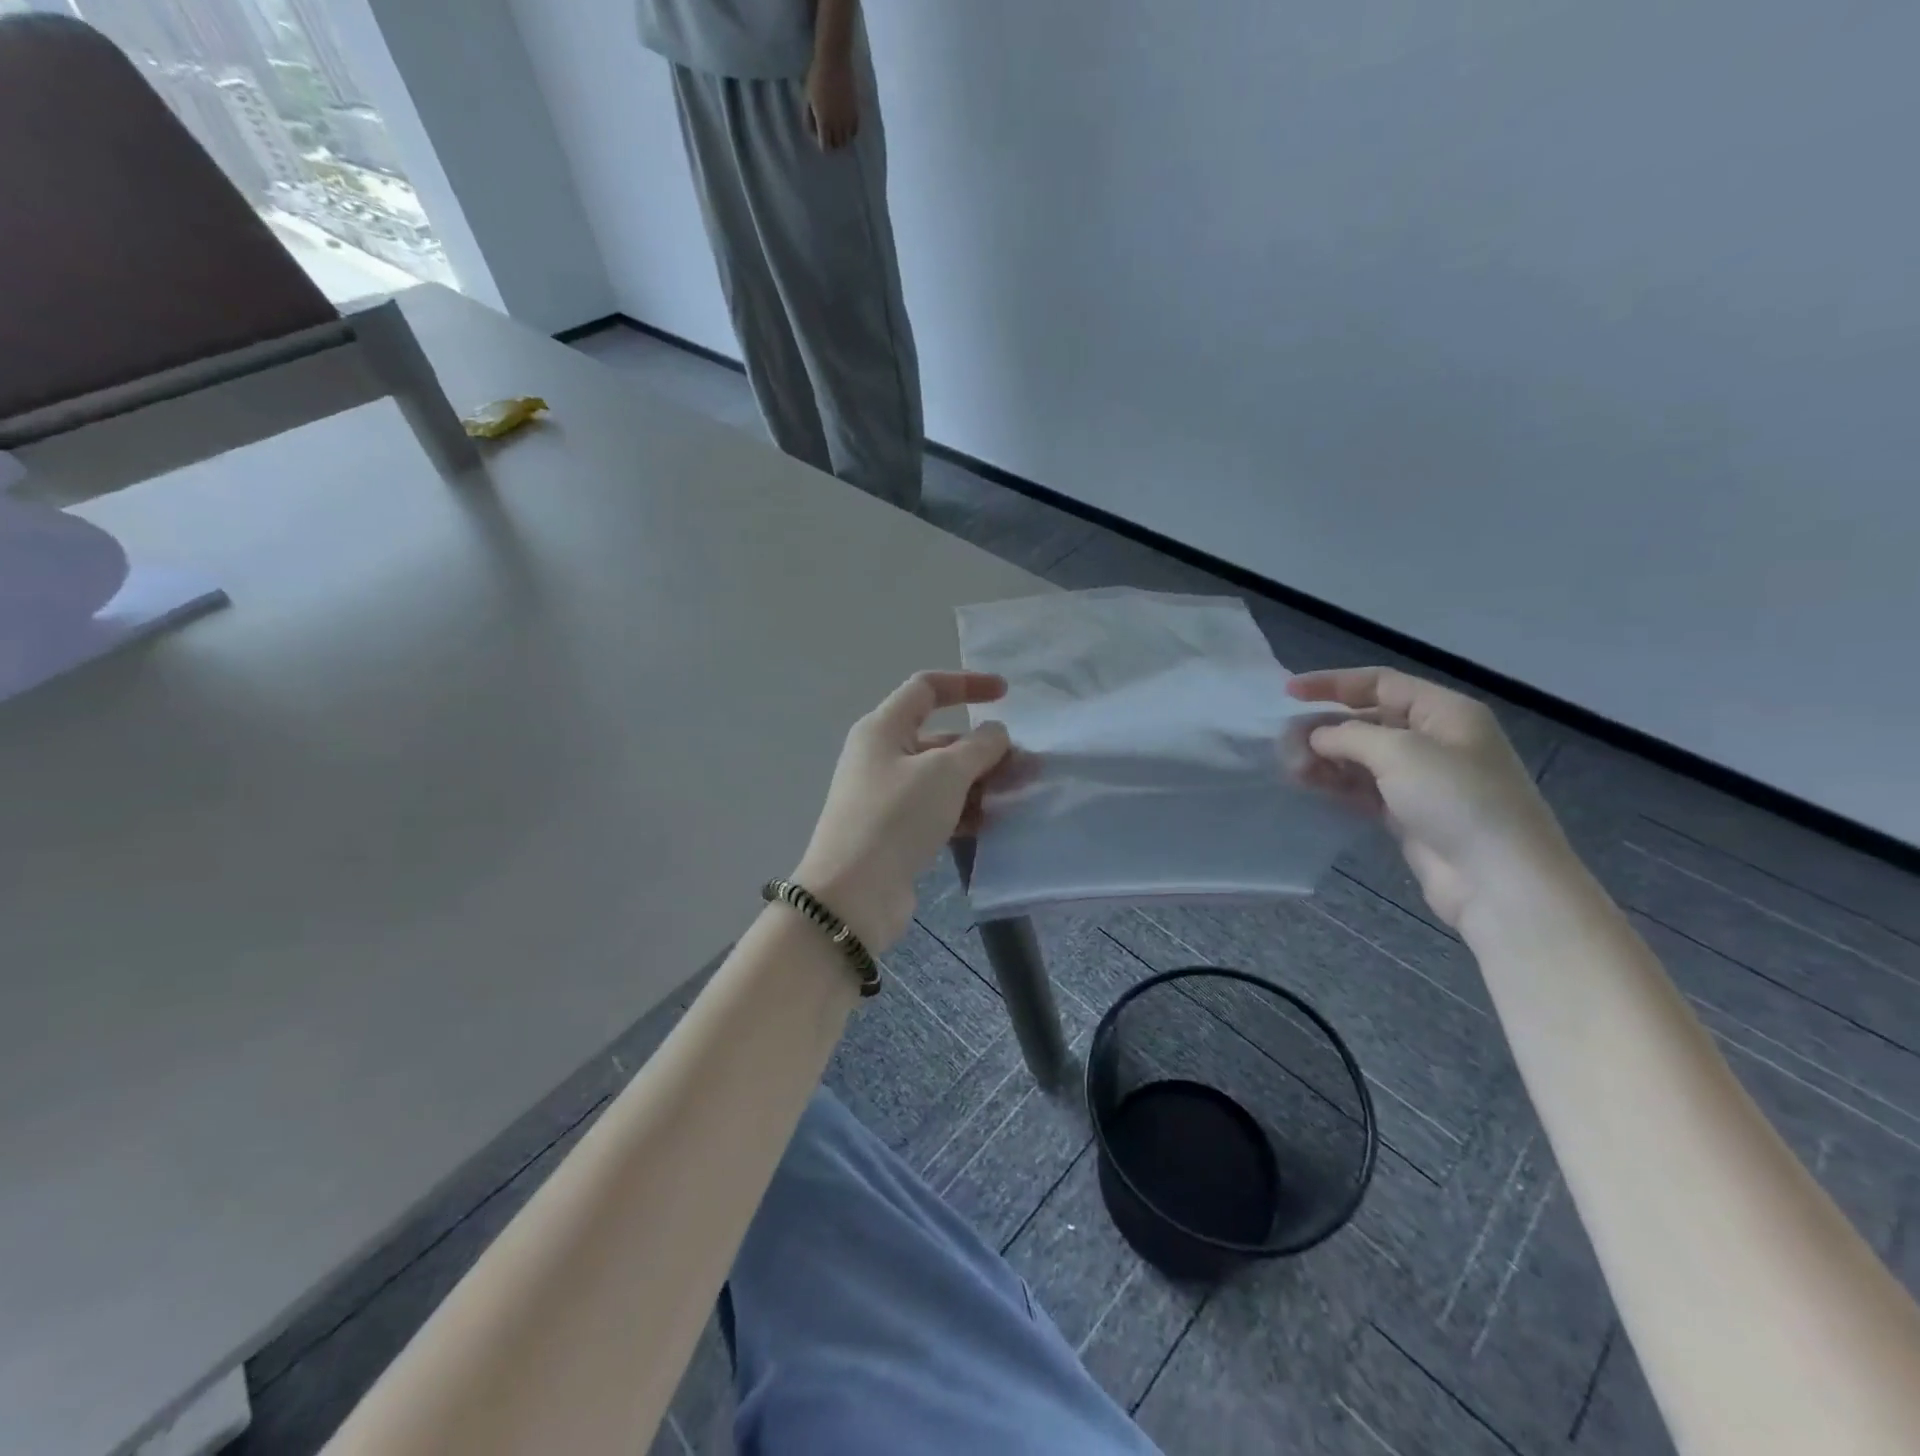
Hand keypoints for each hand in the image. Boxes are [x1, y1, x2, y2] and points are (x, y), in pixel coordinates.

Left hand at [794, 672, 1010, 950]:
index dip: (967, 684)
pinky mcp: (896, 831)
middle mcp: (882, 756)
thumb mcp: (944, 773)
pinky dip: (965, 811)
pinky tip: (993, 823)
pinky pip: (937, 809)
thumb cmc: (896, 817)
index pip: (926, 688)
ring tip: (1018, 797)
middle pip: (941, 739)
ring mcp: (888, 796)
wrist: (854, 895)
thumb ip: (979, 746)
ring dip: (980, 783)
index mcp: (883, 729)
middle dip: (984, 749)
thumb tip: (995, 733)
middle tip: (1026, 768)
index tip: (1007, 695)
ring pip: (943, 778)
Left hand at [804, 55, 859, 148]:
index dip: (823, 144)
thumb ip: (809, 118)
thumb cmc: (816, 77)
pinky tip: (846, 126)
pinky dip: (850, 132)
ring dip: (841, 139)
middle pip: (836, 145)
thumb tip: (814, 133)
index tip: (821, 139)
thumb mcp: (807, 99)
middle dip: (832, 143)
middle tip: (830, 136)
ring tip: (838, 132)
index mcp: (823, 122)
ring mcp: (847, 120)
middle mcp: (837, 125)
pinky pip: (854, 131)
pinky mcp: (855, 113)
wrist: (834, 60)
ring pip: (846, 141)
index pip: (825, 146)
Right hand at [1288, 667, 1573, 929]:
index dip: (1333, 683)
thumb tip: (1317, 737)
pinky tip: (1308, 785)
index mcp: (1445, 712)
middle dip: (1325, 727)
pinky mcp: (1408, 813)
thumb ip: (1349, 736)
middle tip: (1285, 742)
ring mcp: (1422, 779)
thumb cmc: (1457, 800)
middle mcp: (1434, 740)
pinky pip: (1363, 788)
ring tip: (1292, 768)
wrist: (1498, 880)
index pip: (1380, 683)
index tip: (1288, 693)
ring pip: (1361, 757)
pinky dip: (1336, 784)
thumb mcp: (1400, 752)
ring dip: (1325, 758)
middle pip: (1367, 720)